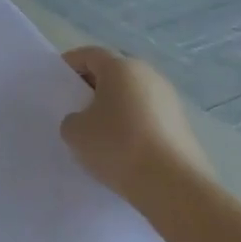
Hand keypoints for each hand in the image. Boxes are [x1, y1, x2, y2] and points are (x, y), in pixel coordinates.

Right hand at [60, 46, 212, 204]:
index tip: (58, 83)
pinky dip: (133, 125)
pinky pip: (148, 116)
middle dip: (93, 86)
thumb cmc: (119, 147)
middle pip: (114, 72)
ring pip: (132, 95)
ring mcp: (170, 100)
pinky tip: (123, 149)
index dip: (70, 65)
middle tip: (76, 108)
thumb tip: (85, 121)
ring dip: (115, 107)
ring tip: (99, 133)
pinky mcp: (182, 125)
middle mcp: (149, 75)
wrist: (175, 187)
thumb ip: (72, 119)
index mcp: (121, 67)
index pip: (89, 54)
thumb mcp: (75, 132)